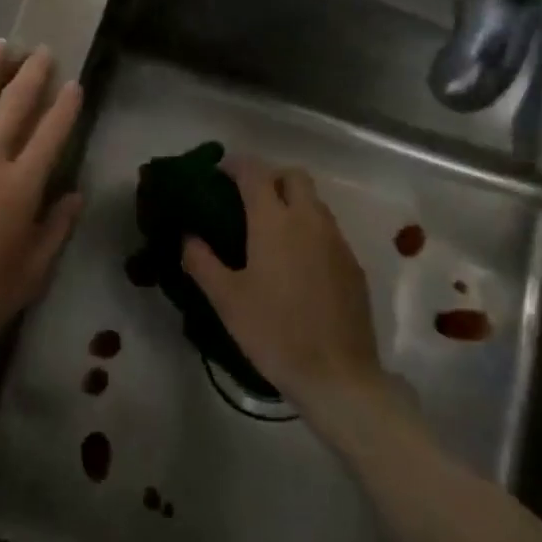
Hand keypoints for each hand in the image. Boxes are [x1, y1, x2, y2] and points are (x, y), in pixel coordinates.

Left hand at [0, 40, 83, 390]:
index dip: (66, 104)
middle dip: (31, 72)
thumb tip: (74, 194)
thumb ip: (55, 230)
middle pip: (13, 102)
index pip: (52, 132)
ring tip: (0, 47)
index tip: (73, 83)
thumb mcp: (29, 276)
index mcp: (20, 188)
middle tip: (40, 51)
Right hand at [182, 155, 391, 433]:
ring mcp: (336, 241)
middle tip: (247, 202)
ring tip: (269, 234)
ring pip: (314, 203)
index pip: (255, 171)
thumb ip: (201, 261)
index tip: (218, 175)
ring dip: (291, 204)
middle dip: (269, 178)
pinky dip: (309, 231)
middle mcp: (309, 220)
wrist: (338, 375)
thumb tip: (188, 236)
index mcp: (274, 221)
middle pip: (293, 176)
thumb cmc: (274, 332)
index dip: (234, 165)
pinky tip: (296, 265)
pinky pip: (328, 231)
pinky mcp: (353, 265)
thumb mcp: (226, 300)